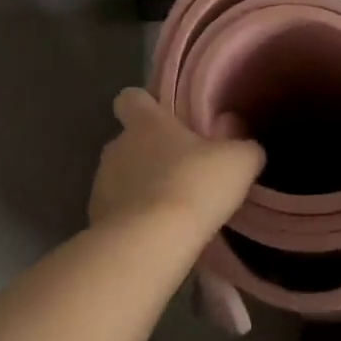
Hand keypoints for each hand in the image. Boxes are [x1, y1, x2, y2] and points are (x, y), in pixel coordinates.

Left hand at [89, 88, 265, 236]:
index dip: (144, 104)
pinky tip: (156, 234)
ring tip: (170, 208)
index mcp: (146, 123)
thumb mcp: (238, 161)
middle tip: (181, 171)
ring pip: (121, 177)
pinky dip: (133, 218)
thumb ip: (243, 146)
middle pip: (129, 141)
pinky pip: (117, 211)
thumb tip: (242, 142)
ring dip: (141, 187)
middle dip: (149, 153)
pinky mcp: (97, 219)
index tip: (162, 116)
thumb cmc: (195, 185)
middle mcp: (117, 146)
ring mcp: (101, 183)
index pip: (130, 98)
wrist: (150, 241)